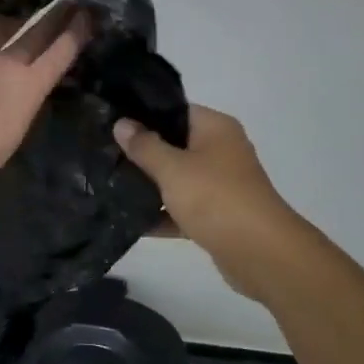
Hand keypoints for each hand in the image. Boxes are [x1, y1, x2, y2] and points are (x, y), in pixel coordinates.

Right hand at [114, 104, 305, 299]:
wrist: (260, 253)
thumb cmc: (215, 198)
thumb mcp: (173, 168)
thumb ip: (145, 146)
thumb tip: (121, 123)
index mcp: (215, 129)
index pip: (175, 111)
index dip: (143, 115)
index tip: (111, 121)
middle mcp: (221, 151)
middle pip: (174, 145)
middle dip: (141, 153)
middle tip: (103, 154)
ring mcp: (220, 185)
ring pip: (177, 179)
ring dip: (150, 186)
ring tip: (108, 185)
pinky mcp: (217, 216)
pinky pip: (183, 209)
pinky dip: (163, 215)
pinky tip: (130, 222)